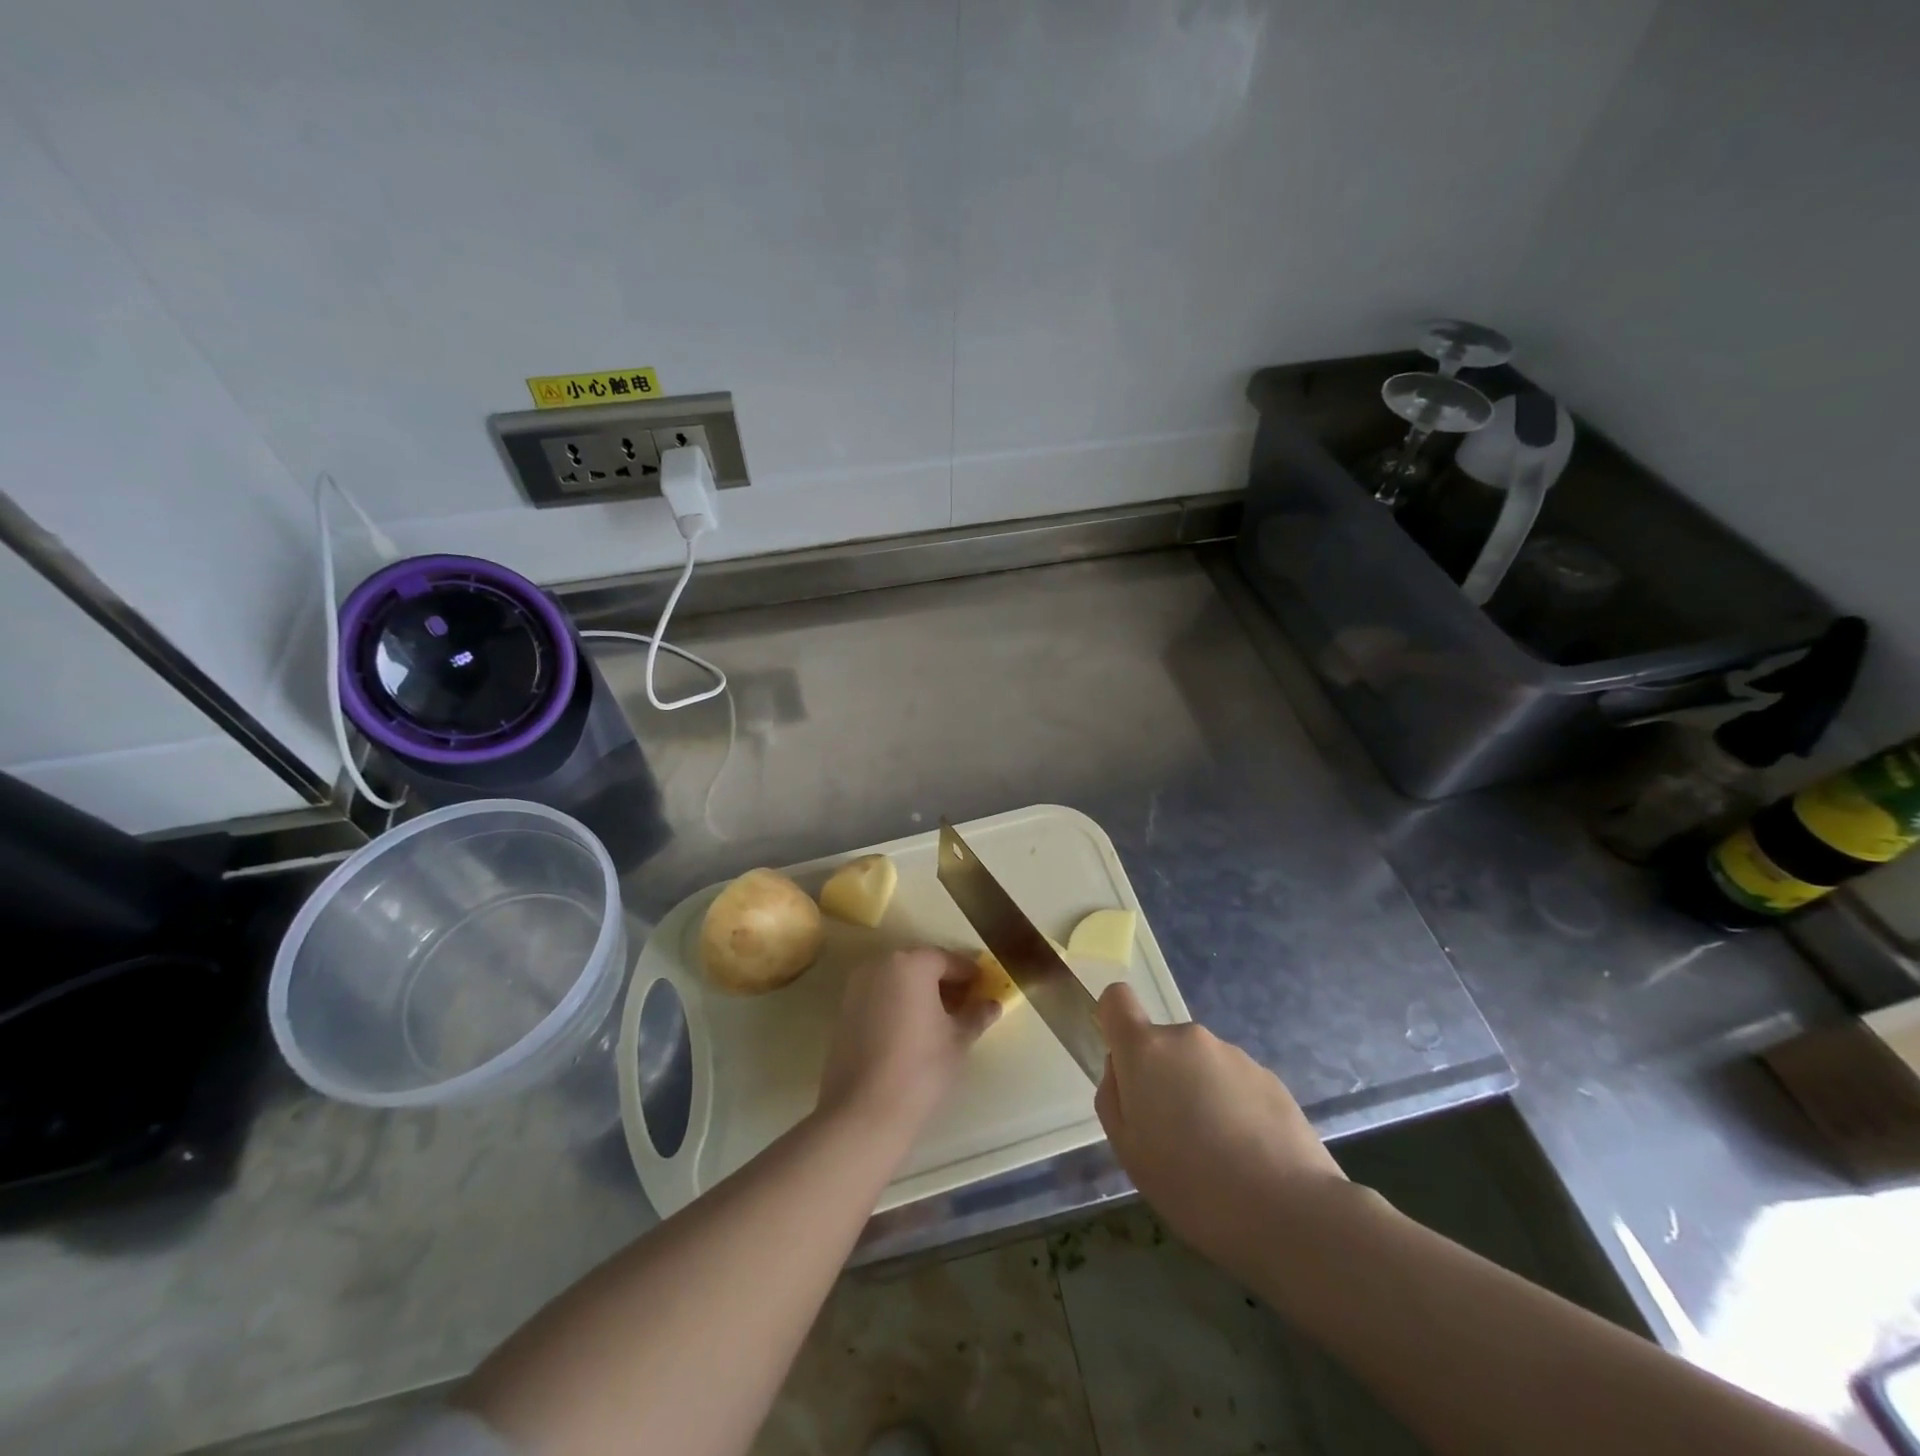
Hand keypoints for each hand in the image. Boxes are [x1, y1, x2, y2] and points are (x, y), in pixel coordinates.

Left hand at [817, 948, 999, 1136]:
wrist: (864, 1111)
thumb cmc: (921, 1068)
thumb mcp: (958, 1040)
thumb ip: (976, 1015)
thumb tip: (992, 1004)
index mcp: (912, 964)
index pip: (947, 959)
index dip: (968, 973)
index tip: (983, 986)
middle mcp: (881, 965)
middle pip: (919, 965)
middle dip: (943, 981)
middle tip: (964, 1003)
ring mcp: (857, 986)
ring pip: (897, 980)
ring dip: (919, 992)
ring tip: (940, 1018)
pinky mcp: (844, 1010)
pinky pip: (879, 996)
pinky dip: (897, 1003)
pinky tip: (912, 1029)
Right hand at [1095, 982, 1345, 1270]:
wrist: (1289, 1212)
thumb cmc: (1190, 1184)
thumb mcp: (1127, 1150)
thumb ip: (1114, 1097)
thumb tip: (1122, 1070)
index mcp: (1147, 1050)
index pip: (1117, 999)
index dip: (1114, 1022)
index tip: (1123, 1064)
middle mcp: (1188, 1038)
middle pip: (1161, 1044)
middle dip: (1161, 1077)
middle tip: (1173, 1136)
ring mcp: (1233, 1054)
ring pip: (1199, 1065)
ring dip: (1199, 1093)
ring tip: (1216, 1153)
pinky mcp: (1269, 1077)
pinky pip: (1234, 1083)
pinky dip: (1232, 1108)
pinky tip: (1247, 1156)